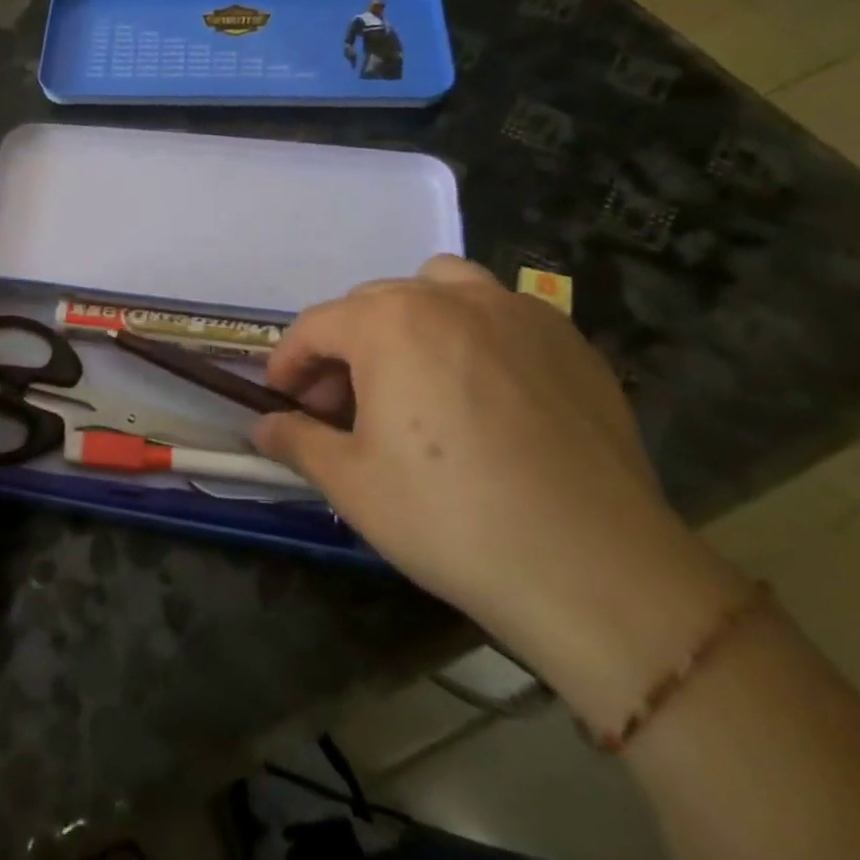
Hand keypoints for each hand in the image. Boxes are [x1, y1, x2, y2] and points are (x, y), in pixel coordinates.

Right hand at [254, 256, 730, 701]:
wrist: (596, 571)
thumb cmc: (450, 518)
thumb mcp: (350, 484)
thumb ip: (295, 440)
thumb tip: (262, 426)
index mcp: (389, 323)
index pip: (314, 326)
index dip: (288, 363)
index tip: (282, 401)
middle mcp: (449, 298)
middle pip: (371, 304)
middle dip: (343, 349)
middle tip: (341, 407)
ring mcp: (517, 312)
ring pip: (439, 288)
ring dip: (408, 320)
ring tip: (411, 376)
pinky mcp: (569, 341)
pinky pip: (500, 312)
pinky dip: (471, 333)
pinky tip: (481, 392)